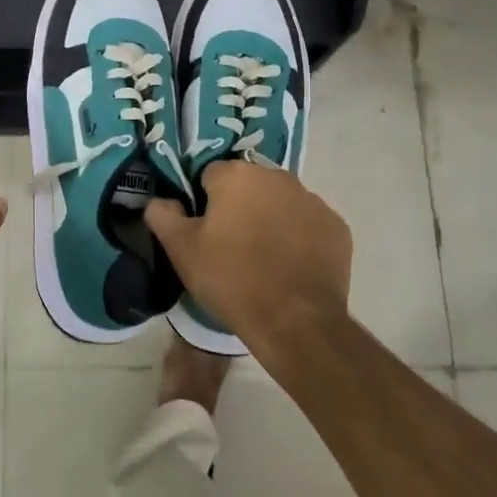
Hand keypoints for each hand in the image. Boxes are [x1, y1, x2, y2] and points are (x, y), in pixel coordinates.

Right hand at [144, 161, 350, 352]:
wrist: (295, 321)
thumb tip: (159, 201)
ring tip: (262, 259)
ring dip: (269, 219)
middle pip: (248, 186)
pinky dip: (298, 238)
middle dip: (238, 207)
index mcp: (237, 174)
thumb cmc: (231, 278)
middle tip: (229, 246)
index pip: (209, 176)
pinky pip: (308, 224)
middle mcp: (277, 176)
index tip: (203, 232)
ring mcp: (312, 201)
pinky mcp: (336, 227)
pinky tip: (290, 267)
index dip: (202, 203)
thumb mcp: (181, 249)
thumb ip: (162, 215)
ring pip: (280, 203)